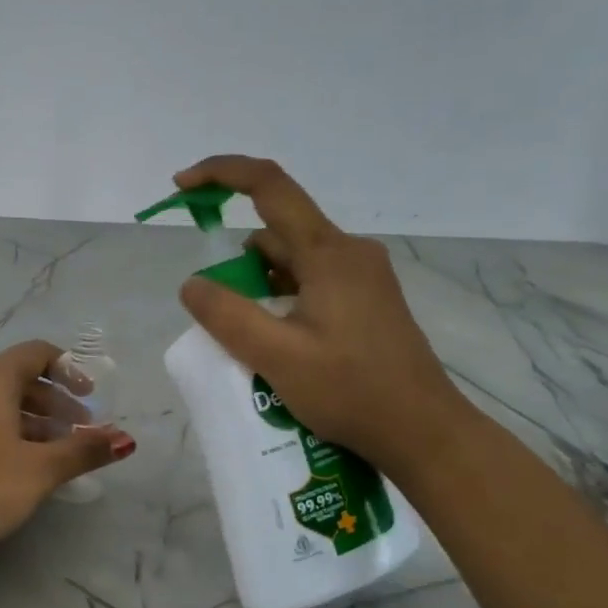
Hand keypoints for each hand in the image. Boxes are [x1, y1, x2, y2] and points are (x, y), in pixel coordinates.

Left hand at [0, 341, 135, 557]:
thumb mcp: (40, 469)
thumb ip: (84, 450)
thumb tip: (126, 439)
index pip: (35, 353)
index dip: (69, 370)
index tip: (91, 398)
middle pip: (18, 376)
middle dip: (55, 401)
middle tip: (82, 430)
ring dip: (34, 418)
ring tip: (59, 450)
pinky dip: (8, 428)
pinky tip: (23, 460)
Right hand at [173, 155, 470, 480]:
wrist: (425, 433)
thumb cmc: (352, 392)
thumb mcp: (277, 357)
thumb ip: (227, 315)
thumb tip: (192, 284)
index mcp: (329, 253)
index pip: (269, 185)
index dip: (221, 173)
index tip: (182, 186)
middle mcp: (348, 252)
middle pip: (277, 229)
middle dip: (237, 259)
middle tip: (218, 311)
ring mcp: (362, 276)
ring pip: (292, 259)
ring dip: (258, 283)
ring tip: (249, 339)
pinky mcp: (366, 299)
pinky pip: (310, 280)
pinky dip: (280, 296)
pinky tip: (276, 340)